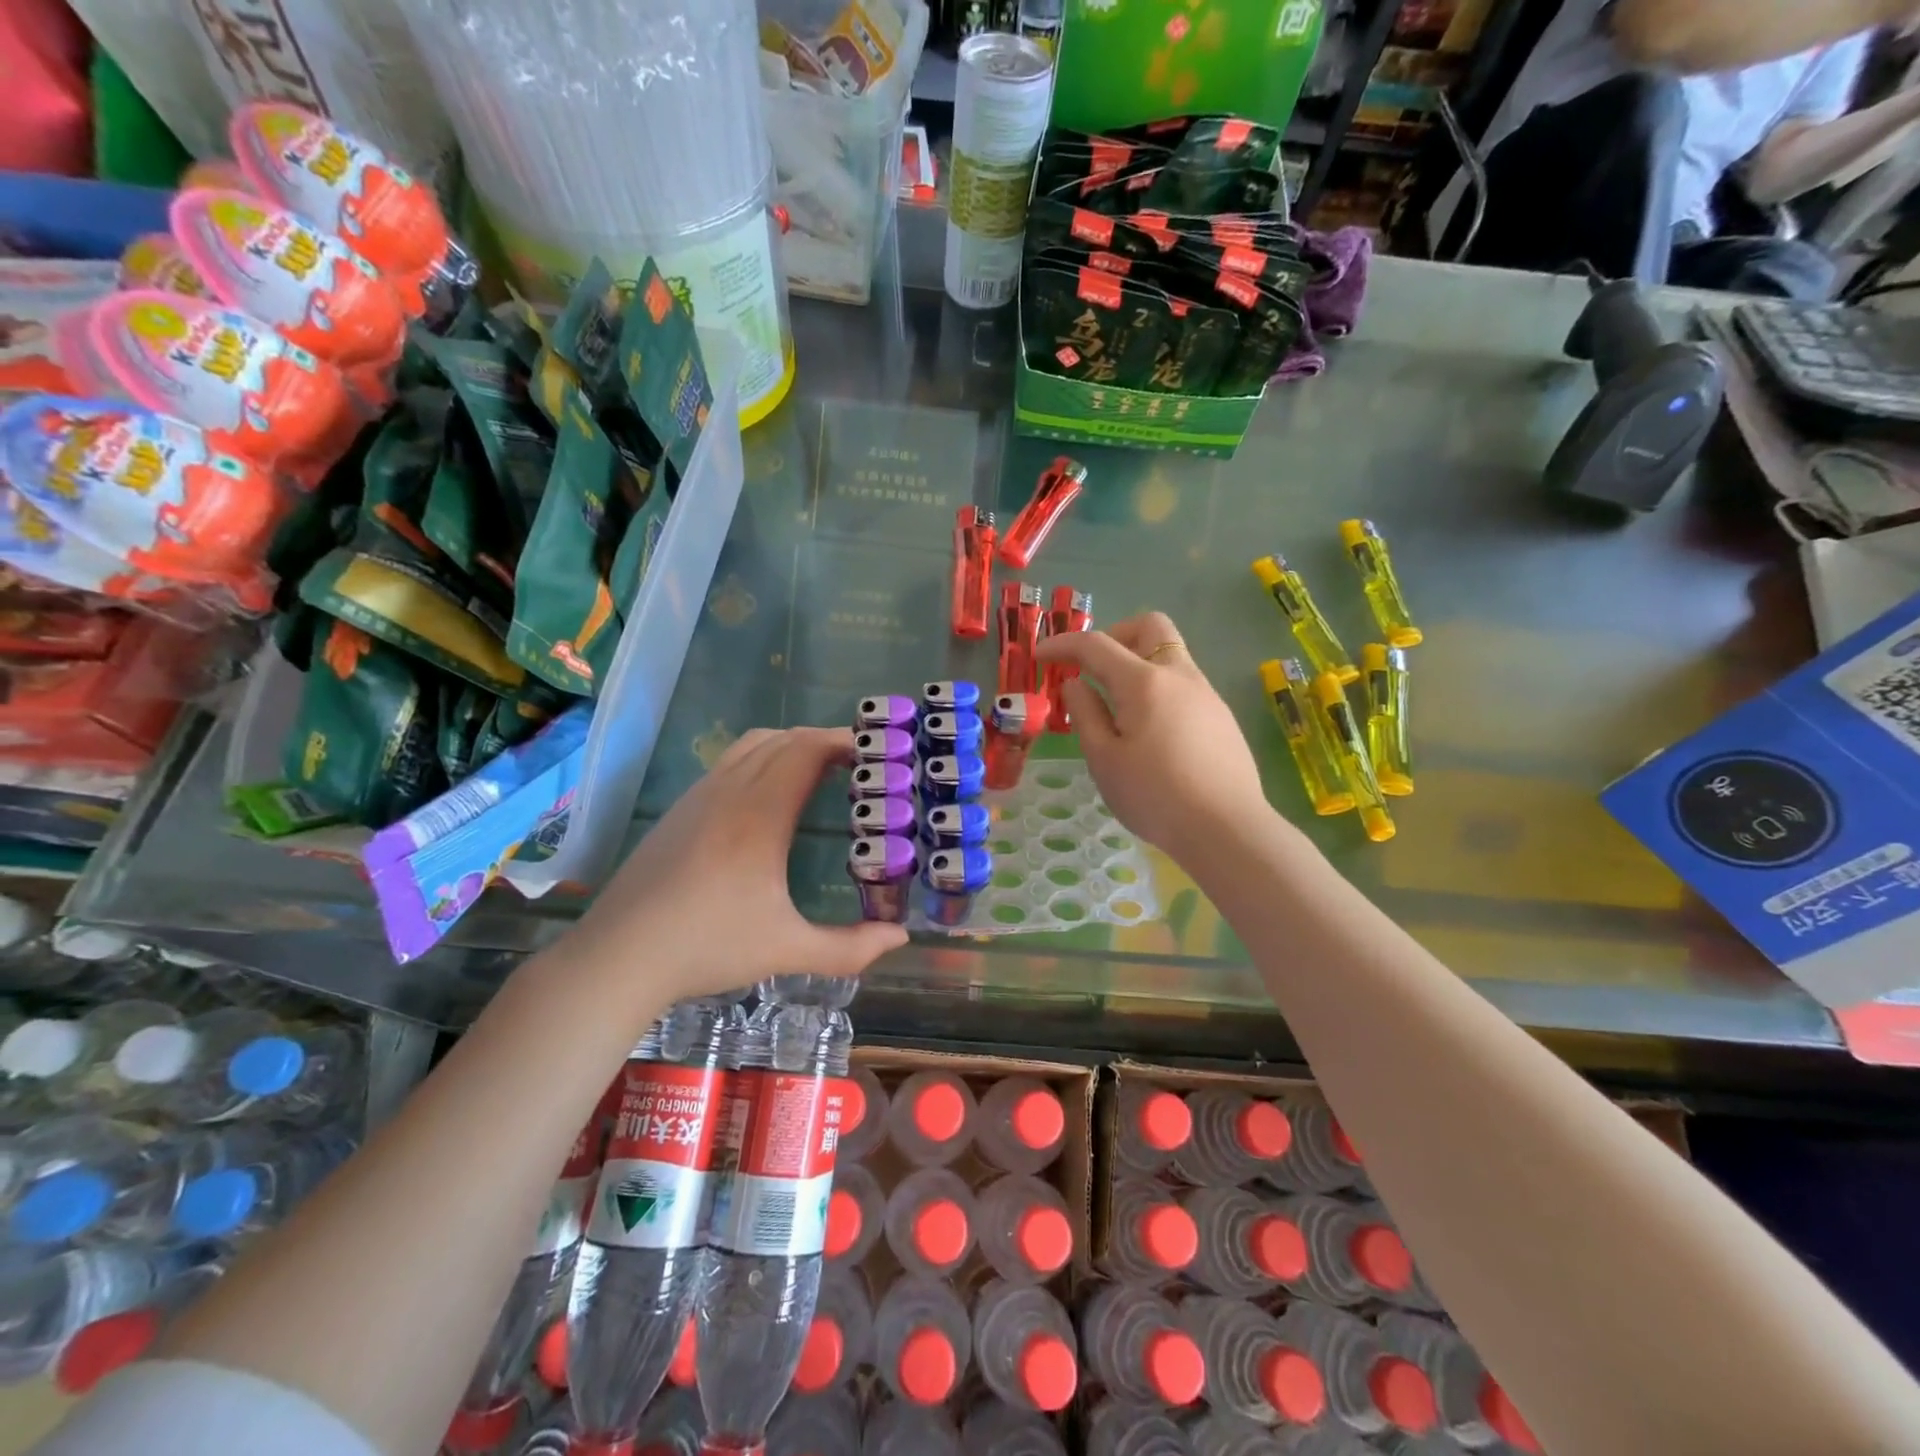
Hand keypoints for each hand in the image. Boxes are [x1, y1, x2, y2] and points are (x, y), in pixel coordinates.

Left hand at [570, 727, 906, 1007]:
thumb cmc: (707, 947)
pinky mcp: (679, 811)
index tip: (875, 752)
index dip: (843, 740)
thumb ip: (850, 947)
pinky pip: (729, 763)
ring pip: (751, 745)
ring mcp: (698, 797)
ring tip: (818, 772)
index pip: (806, 750)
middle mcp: (728, 791)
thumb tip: (899, 937)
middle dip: (824, 741)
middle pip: (783, 739)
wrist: (618, 957)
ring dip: (790, 746)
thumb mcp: (786, 951)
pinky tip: (768, 798)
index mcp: (759, 814)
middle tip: (858, 764)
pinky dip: (762, 760)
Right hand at [1035, 612, 1270, 862]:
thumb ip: (1086, 714)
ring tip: (1118, 709)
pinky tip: (1150, 732)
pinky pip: (1183, 684)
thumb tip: (1075, 684)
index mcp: (1143, 682)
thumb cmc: (1154, 796)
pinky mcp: (1221, 716)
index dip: (1063, 644)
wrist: (1227, 829)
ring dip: (1138, 663)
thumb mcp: (1104, 759)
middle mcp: (1179, 675)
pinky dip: (1158, 689)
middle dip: (1115, 635)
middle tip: (1094, 669)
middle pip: (1149, 626)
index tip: (1040, 656)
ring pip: (1170, 655)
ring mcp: (1206, 693)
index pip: (1096, 645)